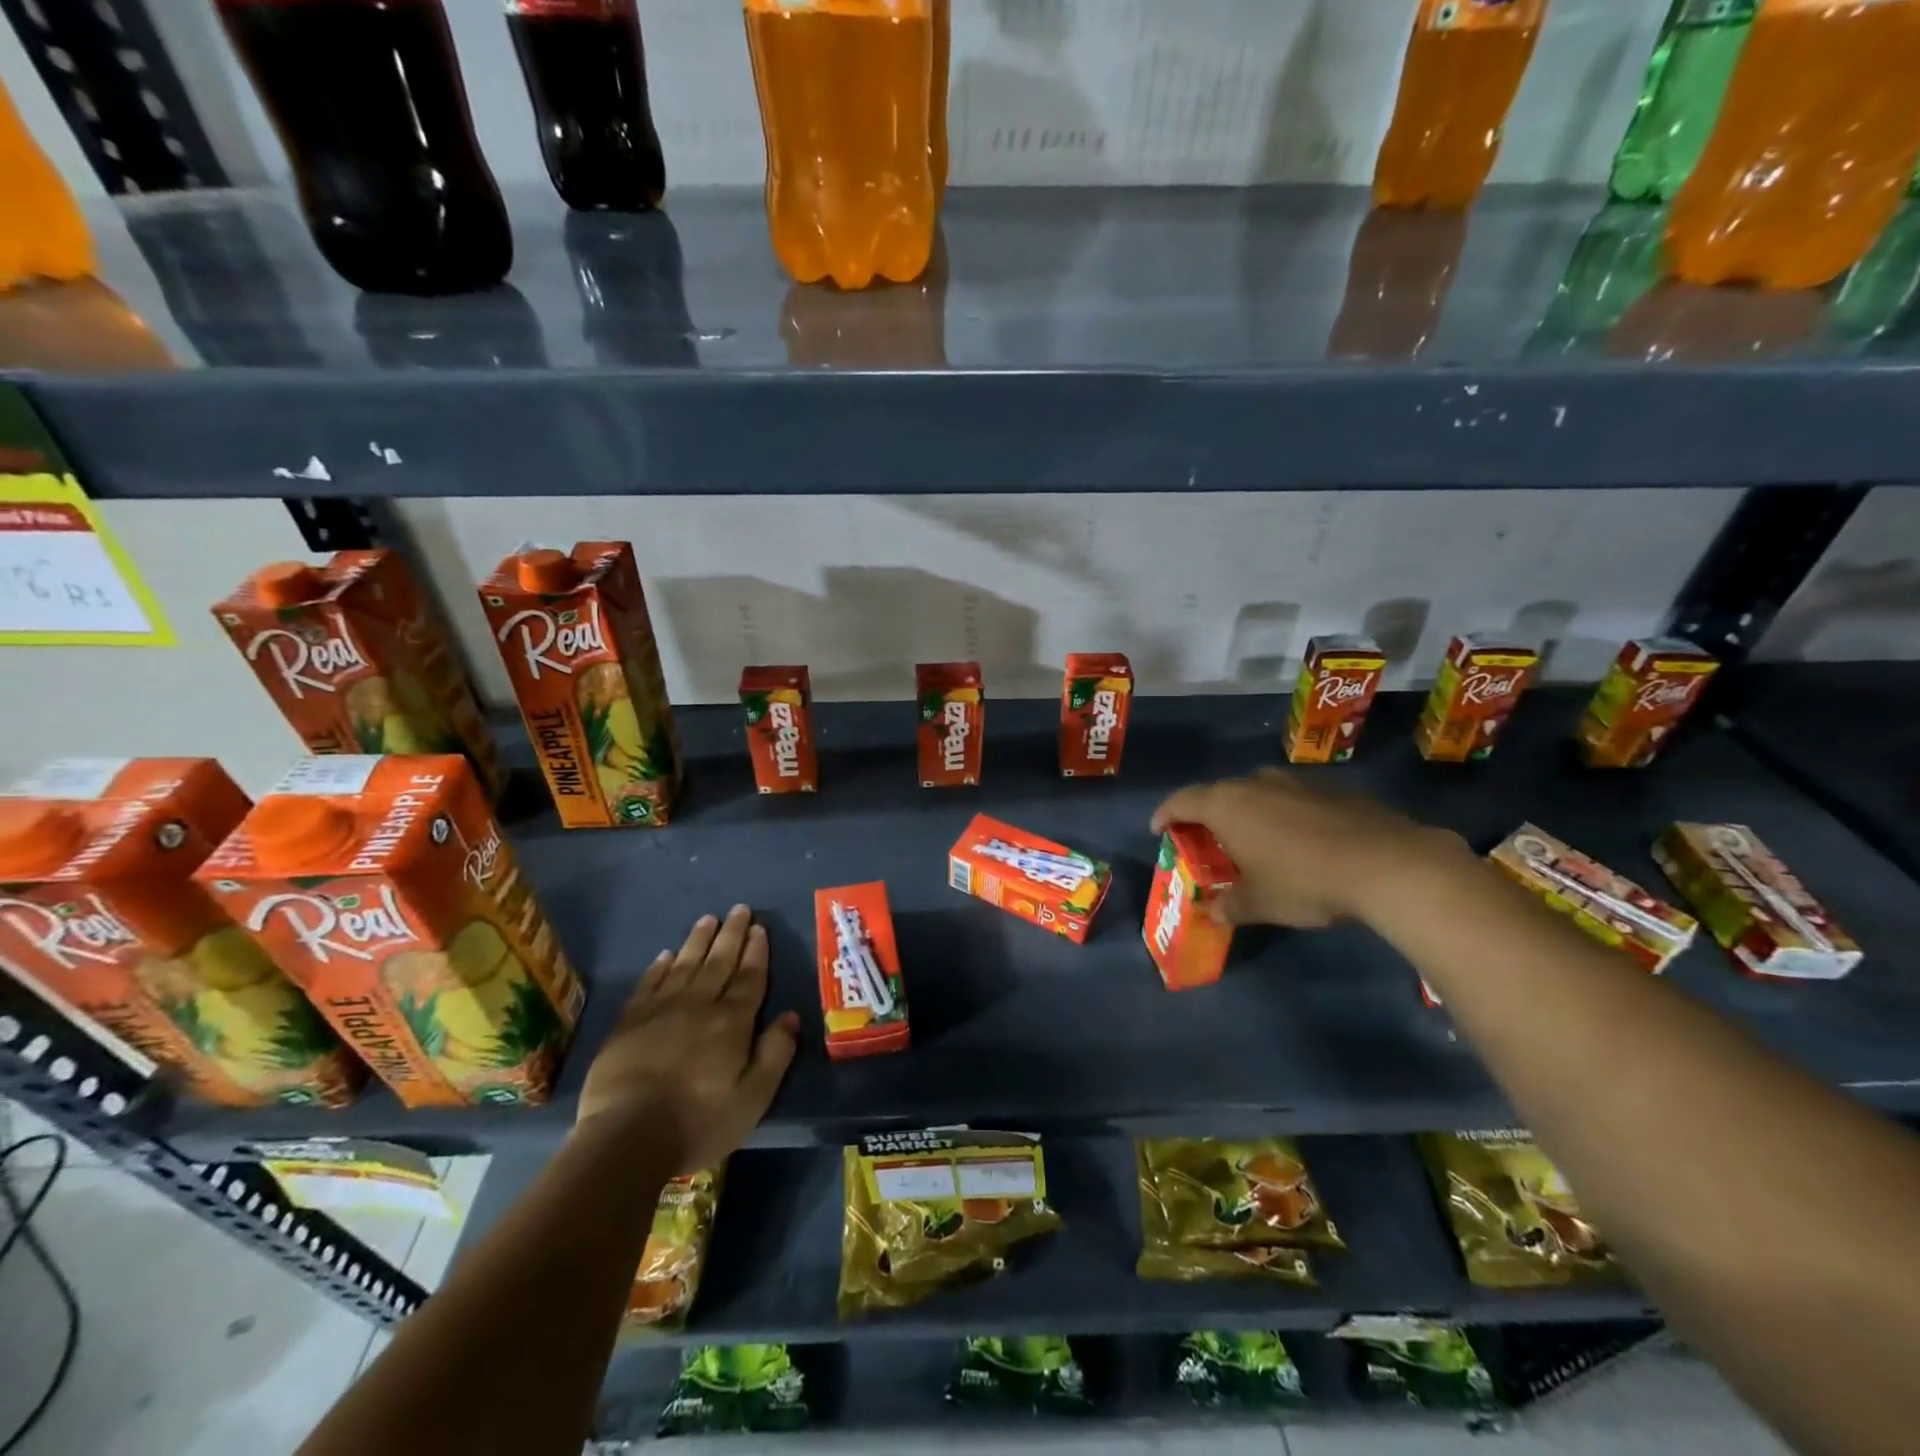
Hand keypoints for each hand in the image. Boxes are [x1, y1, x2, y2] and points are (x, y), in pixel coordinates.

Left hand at [575, 905, 799, 1171]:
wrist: (625, 1139)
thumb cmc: (698, 1122)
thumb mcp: (753, 1098)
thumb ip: (775, 1054)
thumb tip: (791, 1016)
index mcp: (731, 1022)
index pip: (748, 978)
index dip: (755, 952)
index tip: (759, 928)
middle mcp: (698, 1005)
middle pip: (718, 962)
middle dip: (731, 934)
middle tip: (739, 908)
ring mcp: (660, 1011)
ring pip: (684, 965)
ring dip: (698, 941)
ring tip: (708, 919)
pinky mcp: (628, 1023)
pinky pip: (648, 984)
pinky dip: (658, 967)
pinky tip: (665, 955)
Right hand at [1151, 768, 1464, 928]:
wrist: (1389, 863)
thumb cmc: (1305, 881)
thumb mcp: (1260, 903)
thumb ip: (1229, 905)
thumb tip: (1211, 912)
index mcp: (1227, 805)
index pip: (1182, 800)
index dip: (1165, 814)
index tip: (1159, 830)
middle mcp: (1256, 784)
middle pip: (1219, 793)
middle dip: (1207, 815)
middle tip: (1207, 841)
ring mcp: (1296, 782)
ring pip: (1258, 792)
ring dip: (1247, 812)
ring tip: (1253, 841)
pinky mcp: (1332, 789)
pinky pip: (1292, 799)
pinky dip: (1283, 815)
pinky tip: (1299, 842)